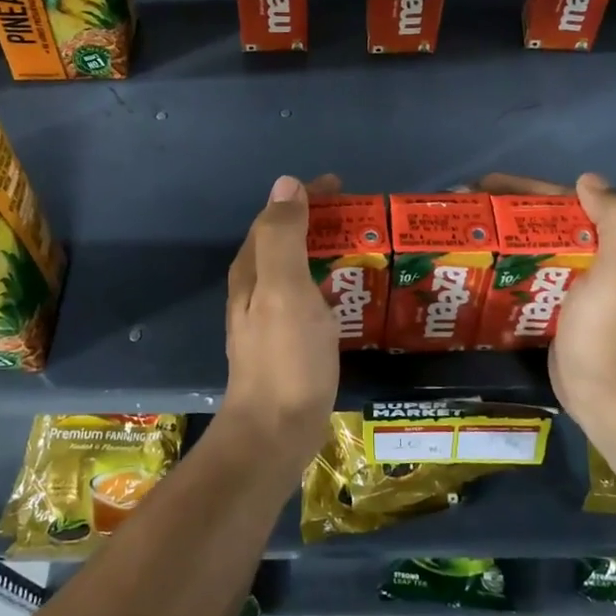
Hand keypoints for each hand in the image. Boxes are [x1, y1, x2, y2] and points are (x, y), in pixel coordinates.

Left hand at [220, 174, 340, 467]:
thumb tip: (285, 184)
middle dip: (319, 222)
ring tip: (363, 248)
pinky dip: (329, 282)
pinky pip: (308, 296)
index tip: (343, 188)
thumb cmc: (285, 357)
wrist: (275, 431)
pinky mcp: (287, 342)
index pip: (275, 217)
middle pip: (286, 241)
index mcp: (252, 270)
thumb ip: (282, 236)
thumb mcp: (284, 289)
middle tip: (361, 218)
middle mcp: (254, 289)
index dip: (305, 197)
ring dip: (326, 251)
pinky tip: (351, 294)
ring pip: (297, 269)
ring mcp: (269, 318)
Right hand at [477, 172, 615, 444]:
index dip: (522, 189)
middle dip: (501, 214)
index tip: (480, 187)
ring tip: (455, 240)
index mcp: (612, 245)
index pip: (562, 202)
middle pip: (541, 225)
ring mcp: (573, 291)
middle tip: (457, 215)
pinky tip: (470, 275)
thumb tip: (586, 180)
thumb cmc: (611, 333)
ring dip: (497, 242)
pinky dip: (500, 273)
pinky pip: (523, 283)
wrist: (613, 401)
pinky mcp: (553, 315)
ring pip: (530, 253)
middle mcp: (595, 261)